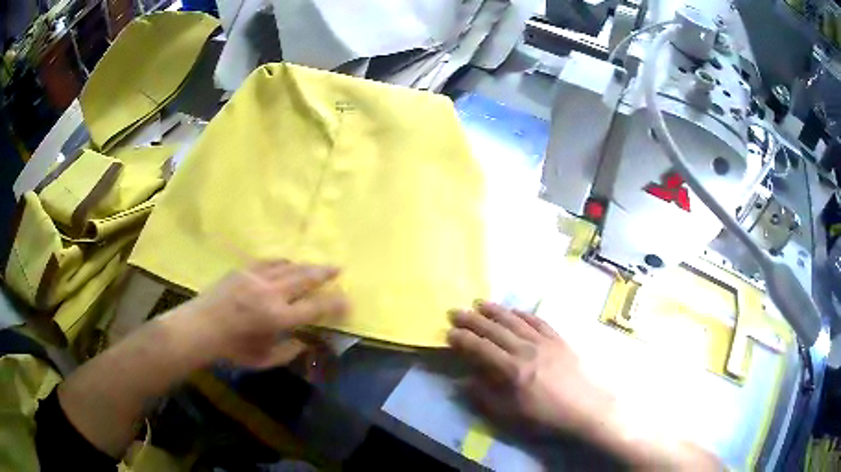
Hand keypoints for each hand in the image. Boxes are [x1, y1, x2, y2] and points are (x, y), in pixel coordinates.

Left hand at [171, 260, 347, 367]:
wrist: (200, 327)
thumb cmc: (232, 349)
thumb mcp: (264, 360)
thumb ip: (288, 351)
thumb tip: (305, 341)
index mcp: (278, 318)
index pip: (315, 308)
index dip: (335, 304)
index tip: (348, 301)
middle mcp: (271, 293)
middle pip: (305, 278)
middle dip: (325, 273)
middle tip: (339, 268)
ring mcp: (256, 277)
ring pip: (289, 266)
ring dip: (306, 266)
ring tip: (317, 266)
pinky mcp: (243, 270)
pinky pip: (269, 262)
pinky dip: (283, 263)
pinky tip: (287, 264)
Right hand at [447, 301, 613, 438]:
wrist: (585, 408)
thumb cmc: (545, 416)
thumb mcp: (510, 414)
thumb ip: (484, 396)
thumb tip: (462, 381)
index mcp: (511, 370)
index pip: (480, 348)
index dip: (462, 339)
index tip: (449, 332)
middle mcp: (525, 349)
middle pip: (495, 330)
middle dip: (473, 320)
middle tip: (456, 311)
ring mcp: (544, 341)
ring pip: (514, 321)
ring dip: (495, 311)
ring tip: (480, 303)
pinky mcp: (558, 339)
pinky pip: (538, 321)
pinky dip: (523, 314)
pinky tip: (514, 311)